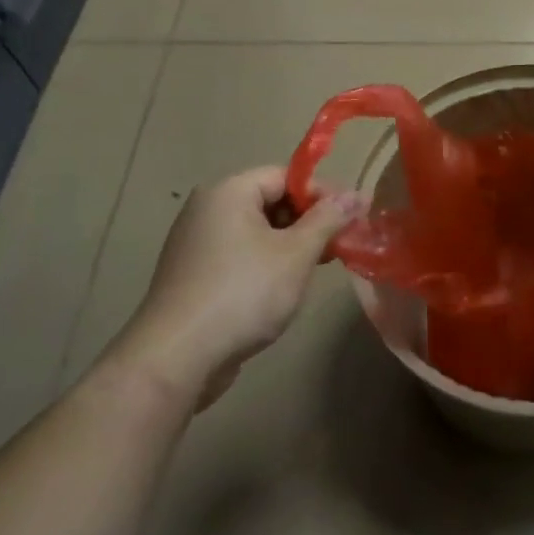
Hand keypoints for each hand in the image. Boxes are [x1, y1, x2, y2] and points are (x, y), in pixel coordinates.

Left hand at [100, 166, 364, 409]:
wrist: (175, 359)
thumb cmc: (243, 294)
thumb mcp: (296, 254)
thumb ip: (329, 220)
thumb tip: (358, 194)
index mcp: (229, 192)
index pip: (285, 175)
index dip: (322, 193)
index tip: (350, 219)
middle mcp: (207, 209)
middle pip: (270, 200)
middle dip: (308, 221)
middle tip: (337, 247)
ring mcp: (196, 243)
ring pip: (256, 231)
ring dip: (289, 246)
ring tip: (314, 271)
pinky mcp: (193, 275)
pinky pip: (238, 255)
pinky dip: (265, 264)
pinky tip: (281, 291)